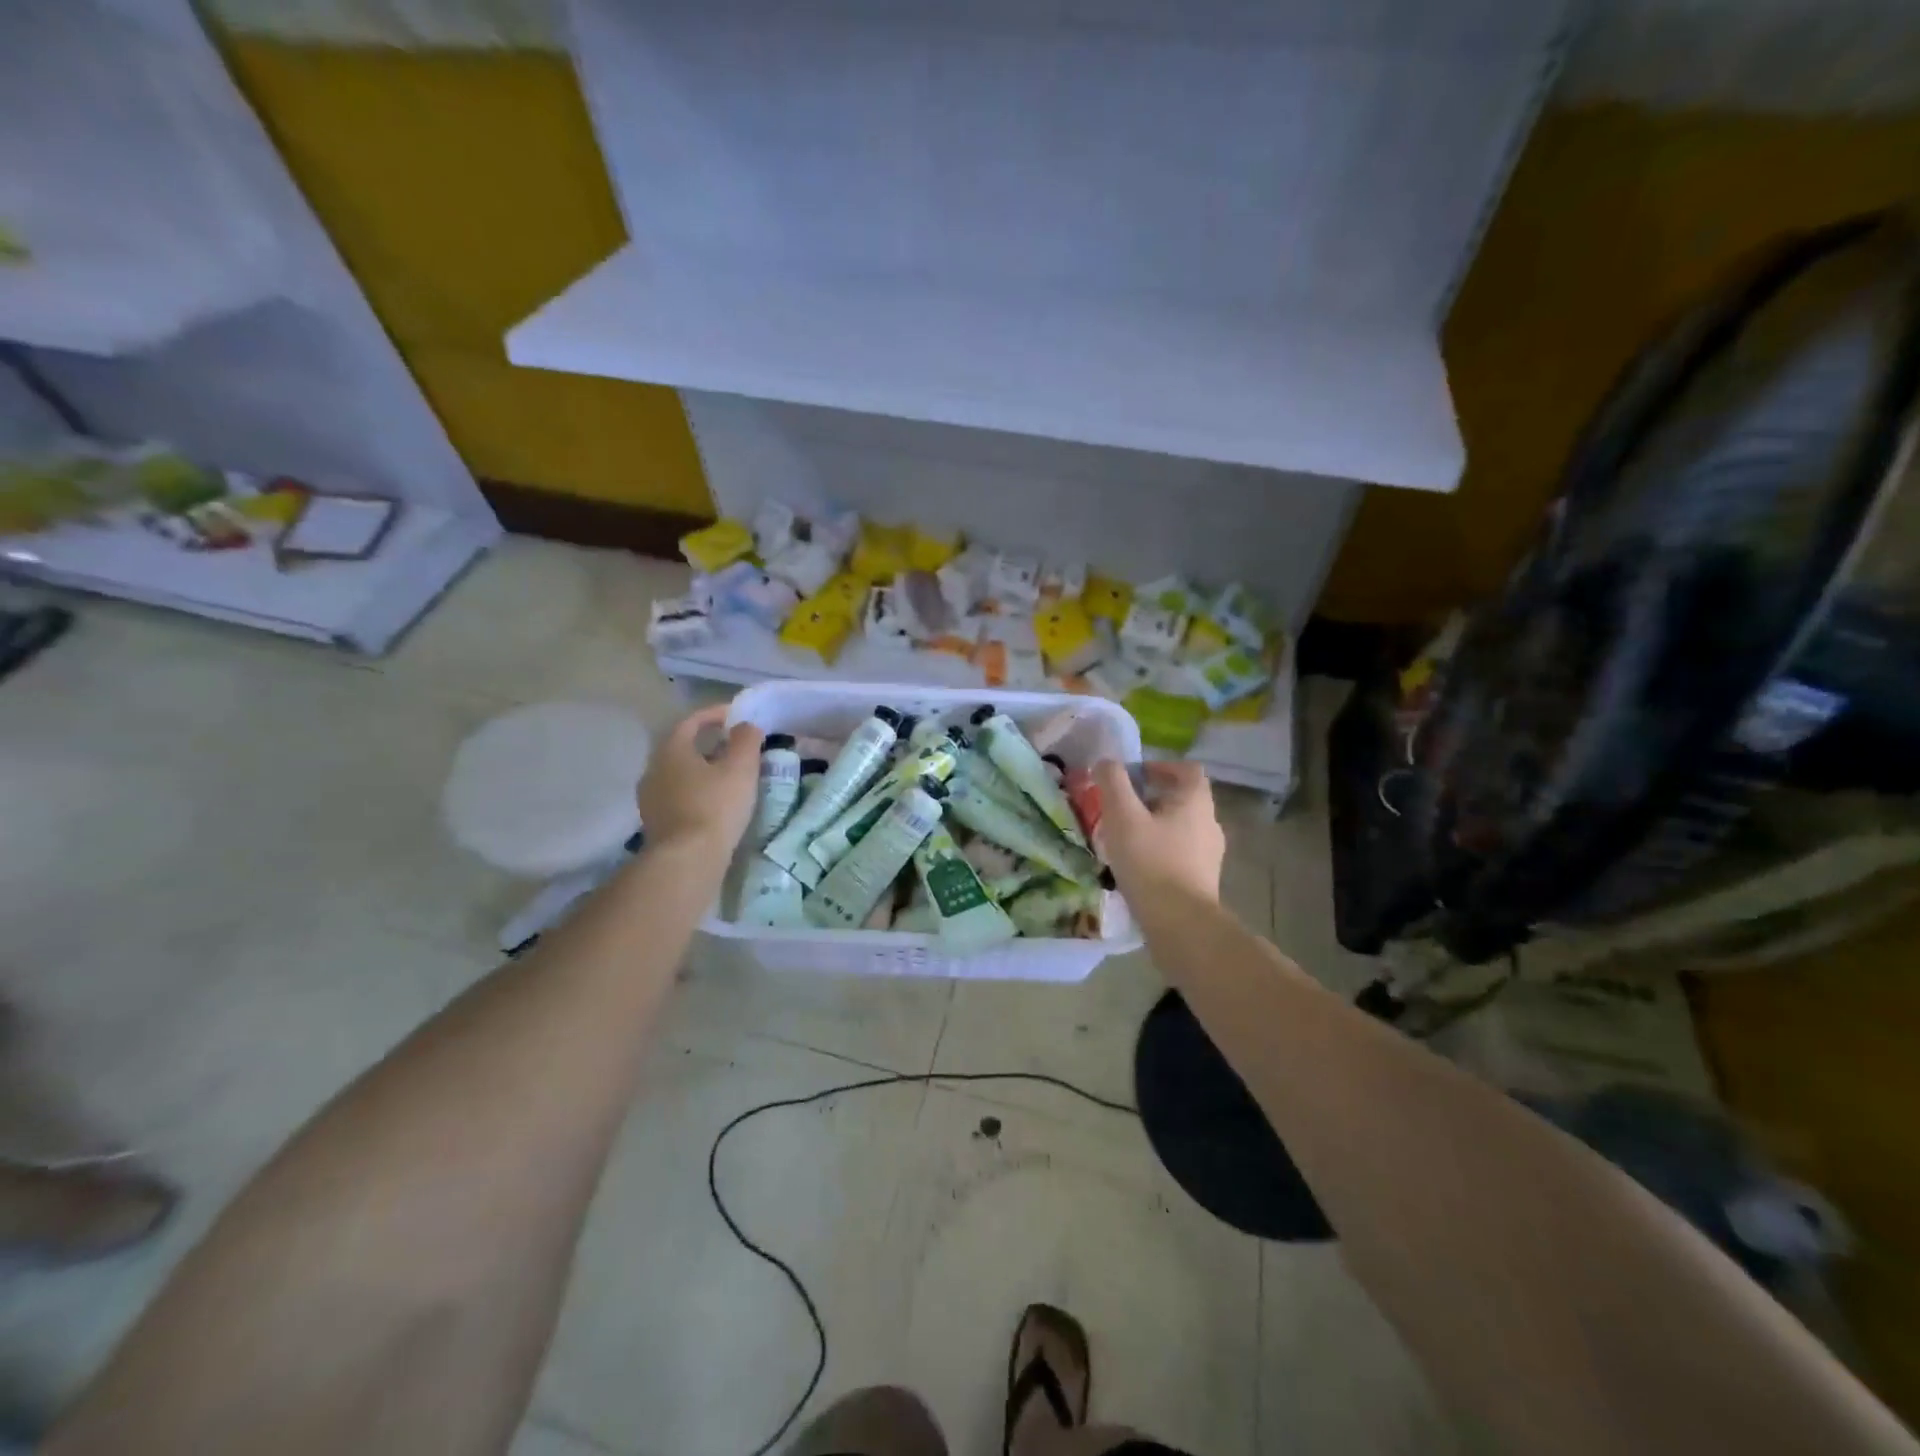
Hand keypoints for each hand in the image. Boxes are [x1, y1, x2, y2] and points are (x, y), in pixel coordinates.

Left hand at [638, 704, 764, 857]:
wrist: (687, 860)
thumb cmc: (715, 806)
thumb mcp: (741, 768)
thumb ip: (746, 739)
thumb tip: (745, 725)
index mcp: (671, 750)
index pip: (691, 721)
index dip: (714, 714)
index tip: (736, 715)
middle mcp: (653, 769)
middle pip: (682, 747)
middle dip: (708, 744)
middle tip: (734, 747)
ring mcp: (650, 798)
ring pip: (679, 774)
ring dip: (702, 770)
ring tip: (728, 776)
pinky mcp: (655, 823)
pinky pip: (678, 796)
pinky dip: (696, 792)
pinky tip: (714, 803)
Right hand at [1091, 759, 1224, 904]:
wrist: (1180, 924)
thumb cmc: (1150, 862)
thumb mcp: (1123, 817)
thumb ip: (1113, 783)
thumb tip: (1106, 762)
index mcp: (1196, 802)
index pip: (1188, 770)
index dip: (1162, 766)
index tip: (1136, 776)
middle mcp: (1210, 823)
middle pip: (1184, 799)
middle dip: (1153, 798)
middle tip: (1123, 807)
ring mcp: (1211, 854)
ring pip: (1182, 828)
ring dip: (1156, 826)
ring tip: (1127, 838)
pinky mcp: (1204, 880)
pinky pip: (1182, 854)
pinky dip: (1162, 851)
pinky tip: (1139, 866)